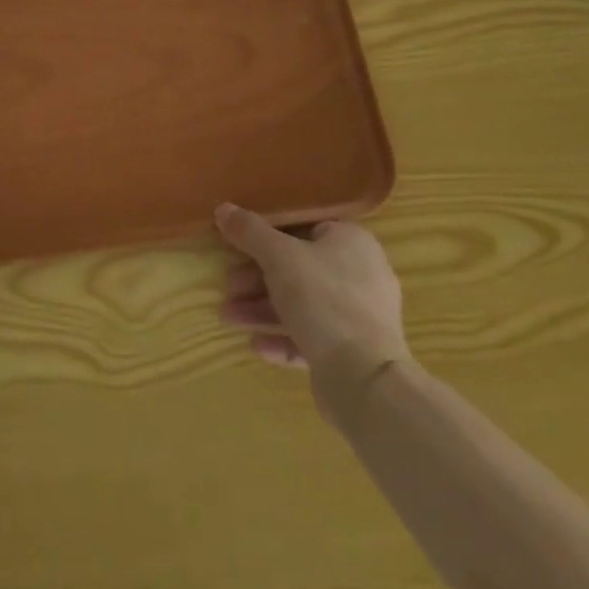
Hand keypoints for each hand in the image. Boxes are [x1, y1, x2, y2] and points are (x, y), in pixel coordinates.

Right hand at [216, 204, 409, 419]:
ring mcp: (359, 317)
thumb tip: (224, 209)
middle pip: (298, 269)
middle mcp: (361, 274)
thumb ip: (249, 231)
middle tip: (229, 286)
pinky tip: (257, 345)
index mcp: (352, 242)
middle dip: (257, 280)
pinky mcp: (354, 354)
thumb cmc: (323, 299)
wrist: (365, 379)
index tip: (238, 246)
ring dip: (262, 310)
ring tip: (228, 318)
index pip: (304, 228)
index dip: (267, 235)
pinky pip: (312, 337)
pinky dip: (283, 338)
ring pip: (302, 305)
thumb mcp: (278, 256)